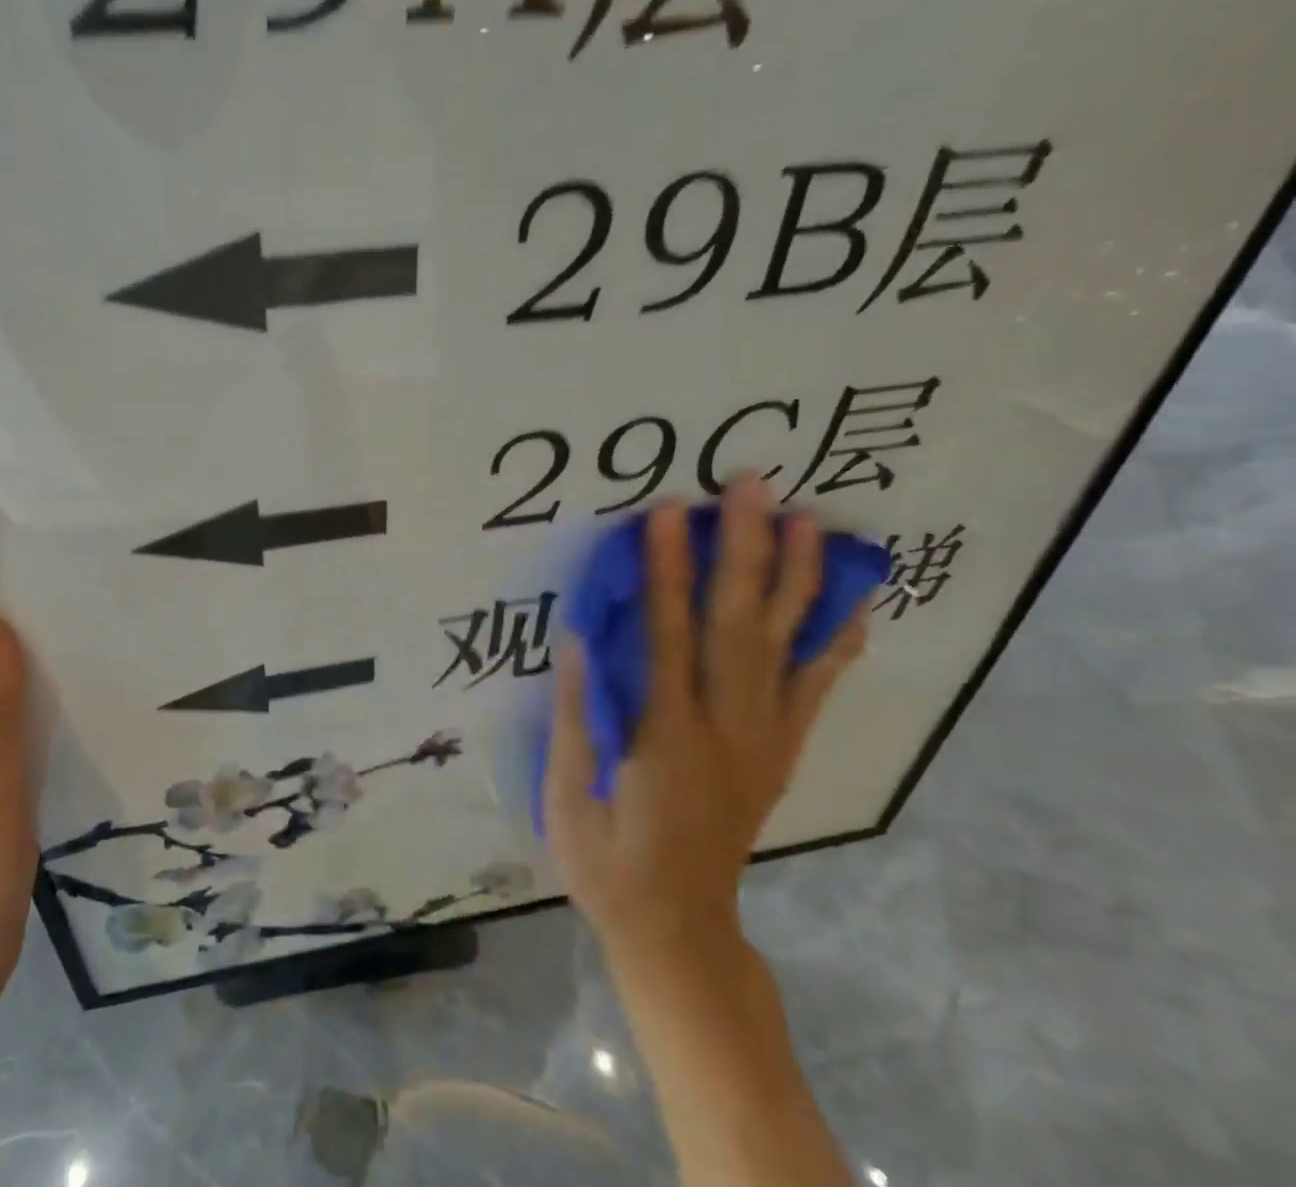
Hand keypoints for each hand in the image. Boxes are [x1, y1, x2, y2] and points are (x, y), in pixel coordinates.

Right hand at [544, 476, 866, 961]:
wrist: (680, 931)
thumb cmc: (608, 863)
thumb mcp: (568, 799)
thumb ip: (576, 715)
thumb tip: (578, 638)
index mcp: (667, 738)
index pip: (668, 636)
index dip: (668, 571)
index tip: (669, 513)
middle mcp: (727, 729)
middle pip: (738, 626)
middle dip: (745, 549)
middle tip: (752, 487)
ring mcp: (763, 741)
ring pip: (785, 648)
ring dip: (797, 579)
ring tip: (810, 522)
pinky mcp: (779, 752)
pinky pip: (814, 689)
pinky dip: (834, 641)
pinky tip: (850, 602)